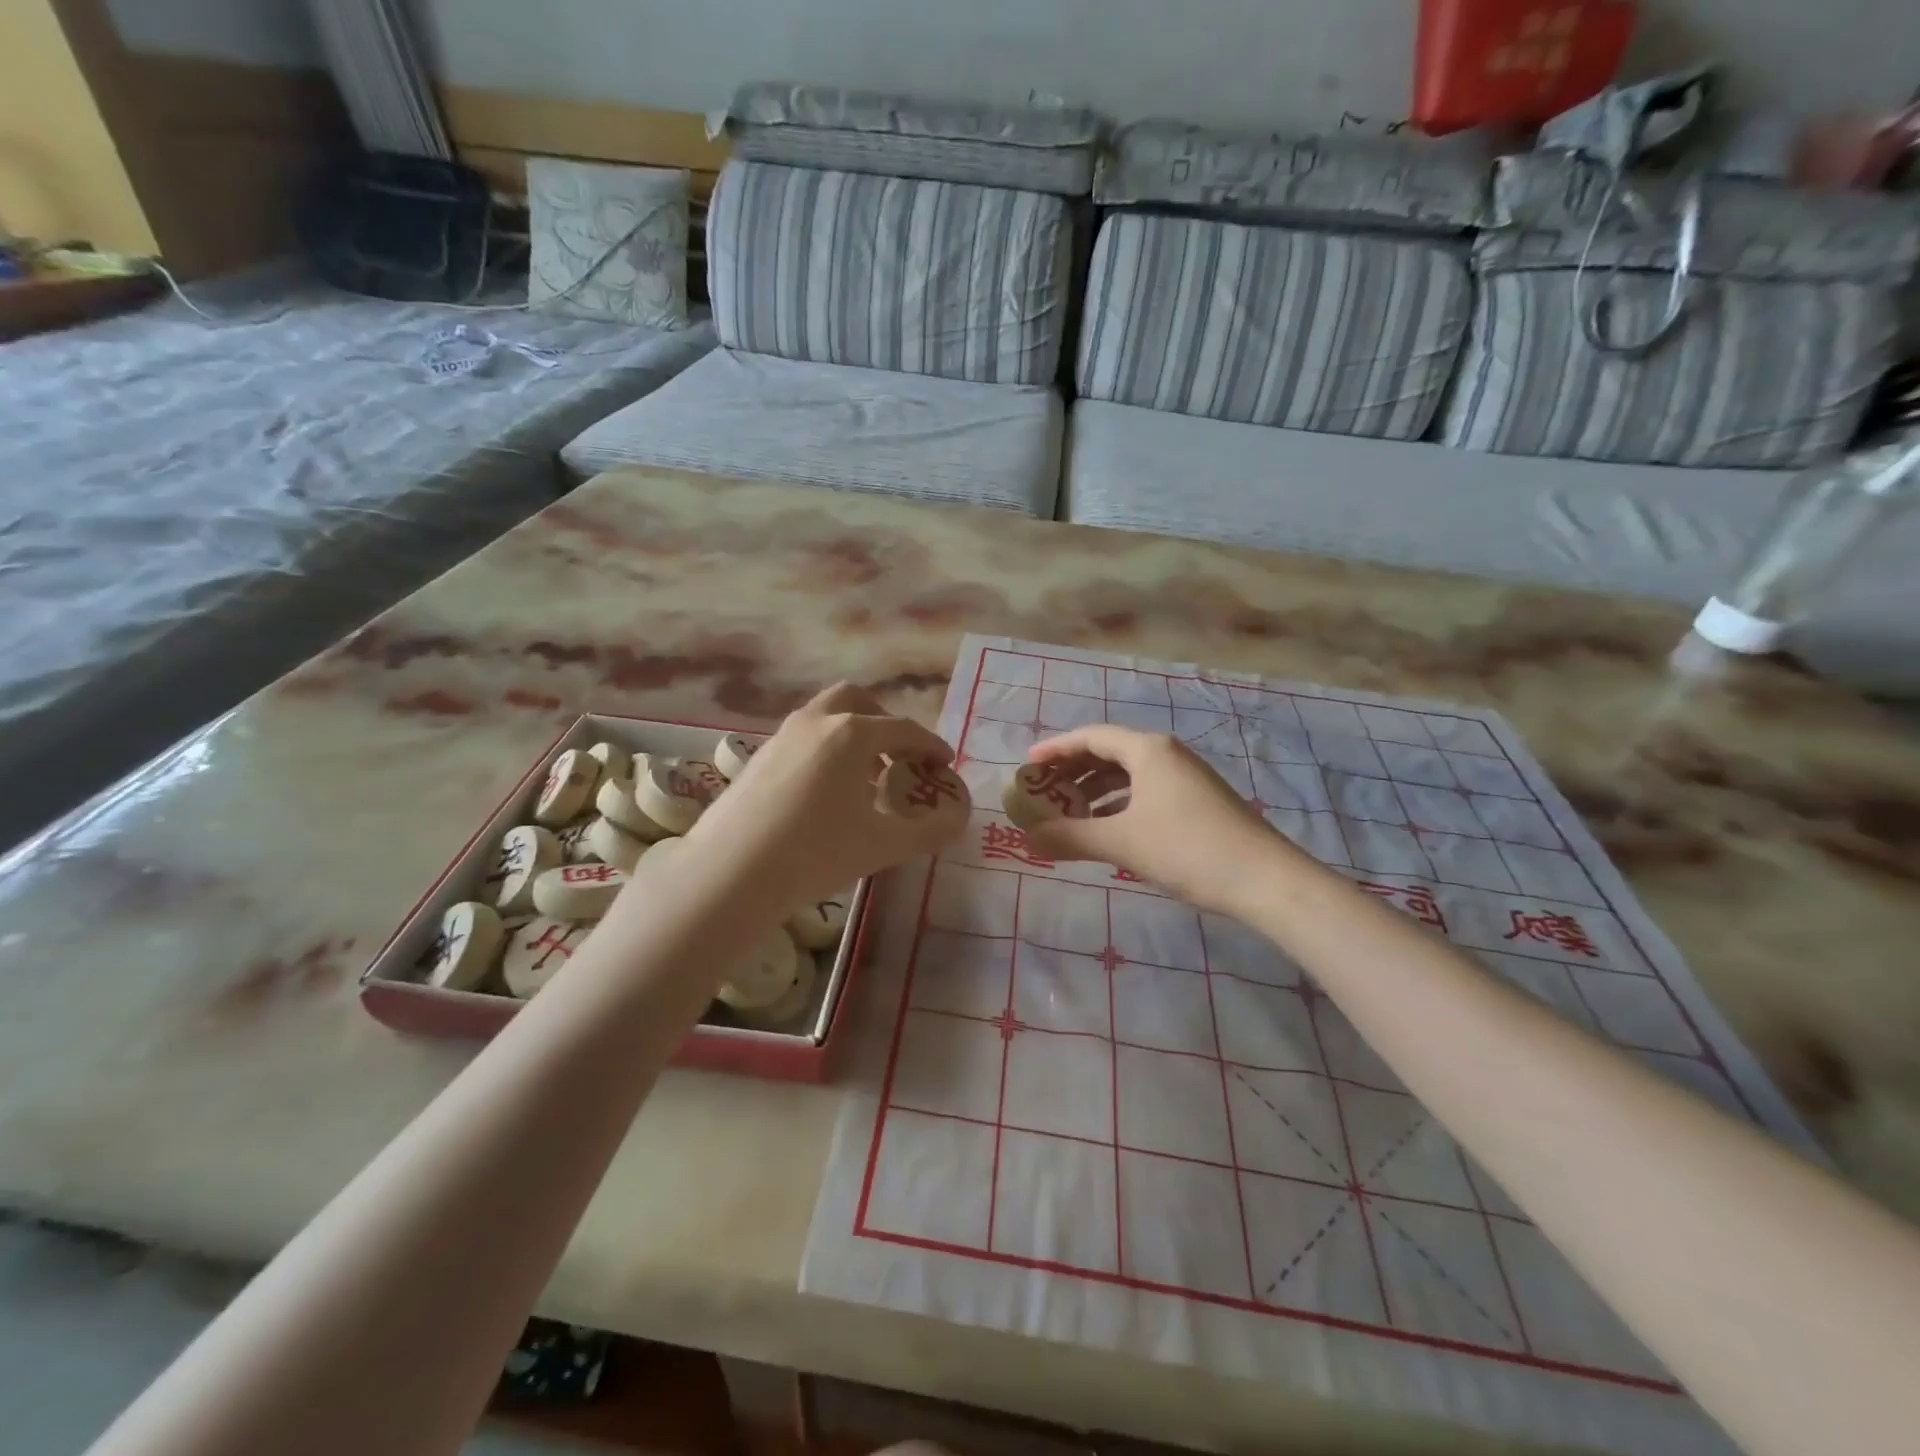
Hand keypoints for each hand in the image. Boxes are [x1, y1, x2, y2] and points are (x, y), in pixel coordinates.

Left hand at [687, 683, 963, 910]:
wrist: (730, 873)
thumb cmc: (816, 853)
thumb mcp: (884, 846)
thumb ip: (929, 830)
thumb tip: (957, 820)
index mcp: (852, 733)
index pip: (904, 729)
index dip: (931, 745)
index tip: (945, 763)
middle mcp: (816, 722)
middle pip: (858, 701)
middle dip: (885, 722)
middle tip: (901, 756)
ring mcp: (781, 736)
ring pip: (825, 717)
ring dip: (853, 735)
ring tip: (865, 777)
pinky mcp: (757, 757)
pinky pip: (803, 738)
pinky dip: (825, 749)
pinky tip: (825, 792)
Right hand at [1024, 725, 1286, 915]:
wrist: (1265, 879)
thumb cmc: (1187, 849)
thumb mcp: (1121, 843)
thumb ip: (1070, 837)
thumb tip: (1027, 838)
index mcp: (1147, 750)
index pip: (1090, 737)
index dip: (1055, 749)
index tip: (1027, 766)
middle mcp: (1166, 754)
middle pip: (1109, 752)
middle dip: (1073, 771)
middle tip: (1044, 792)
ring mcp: (1185, 777)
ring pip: (1128, 774)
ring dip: (1095, 790)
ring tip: (1069, 813)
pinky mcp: (1197, 800)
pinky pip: (1145, 791)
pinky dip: (1119, 804)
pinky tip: (1108, 828)